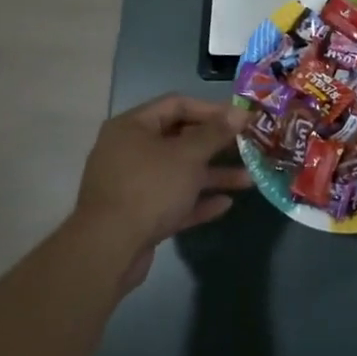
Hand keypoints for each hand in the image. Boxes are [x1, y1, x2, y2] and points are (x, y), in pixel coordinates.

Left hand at [72, 94, 253, 291]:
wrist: (108, 251)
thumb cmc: (149, 188)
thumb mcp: (187, 156)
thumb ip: (215, 133)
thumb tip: (239, 112)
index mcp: (133, 127)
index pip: (177, 104)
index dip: (211, 109)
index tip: (239, 118)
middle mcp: (130, 151)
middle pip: (179, 139)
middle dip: (216, 145)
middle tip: (247, 147)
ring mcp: (132, 185)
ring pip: (179, 173)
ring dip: (212, 175)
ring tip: (248, 180)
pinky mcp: (138, 215)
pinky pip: (172, 200)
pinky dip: (197, 200)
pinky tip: (225, 204)